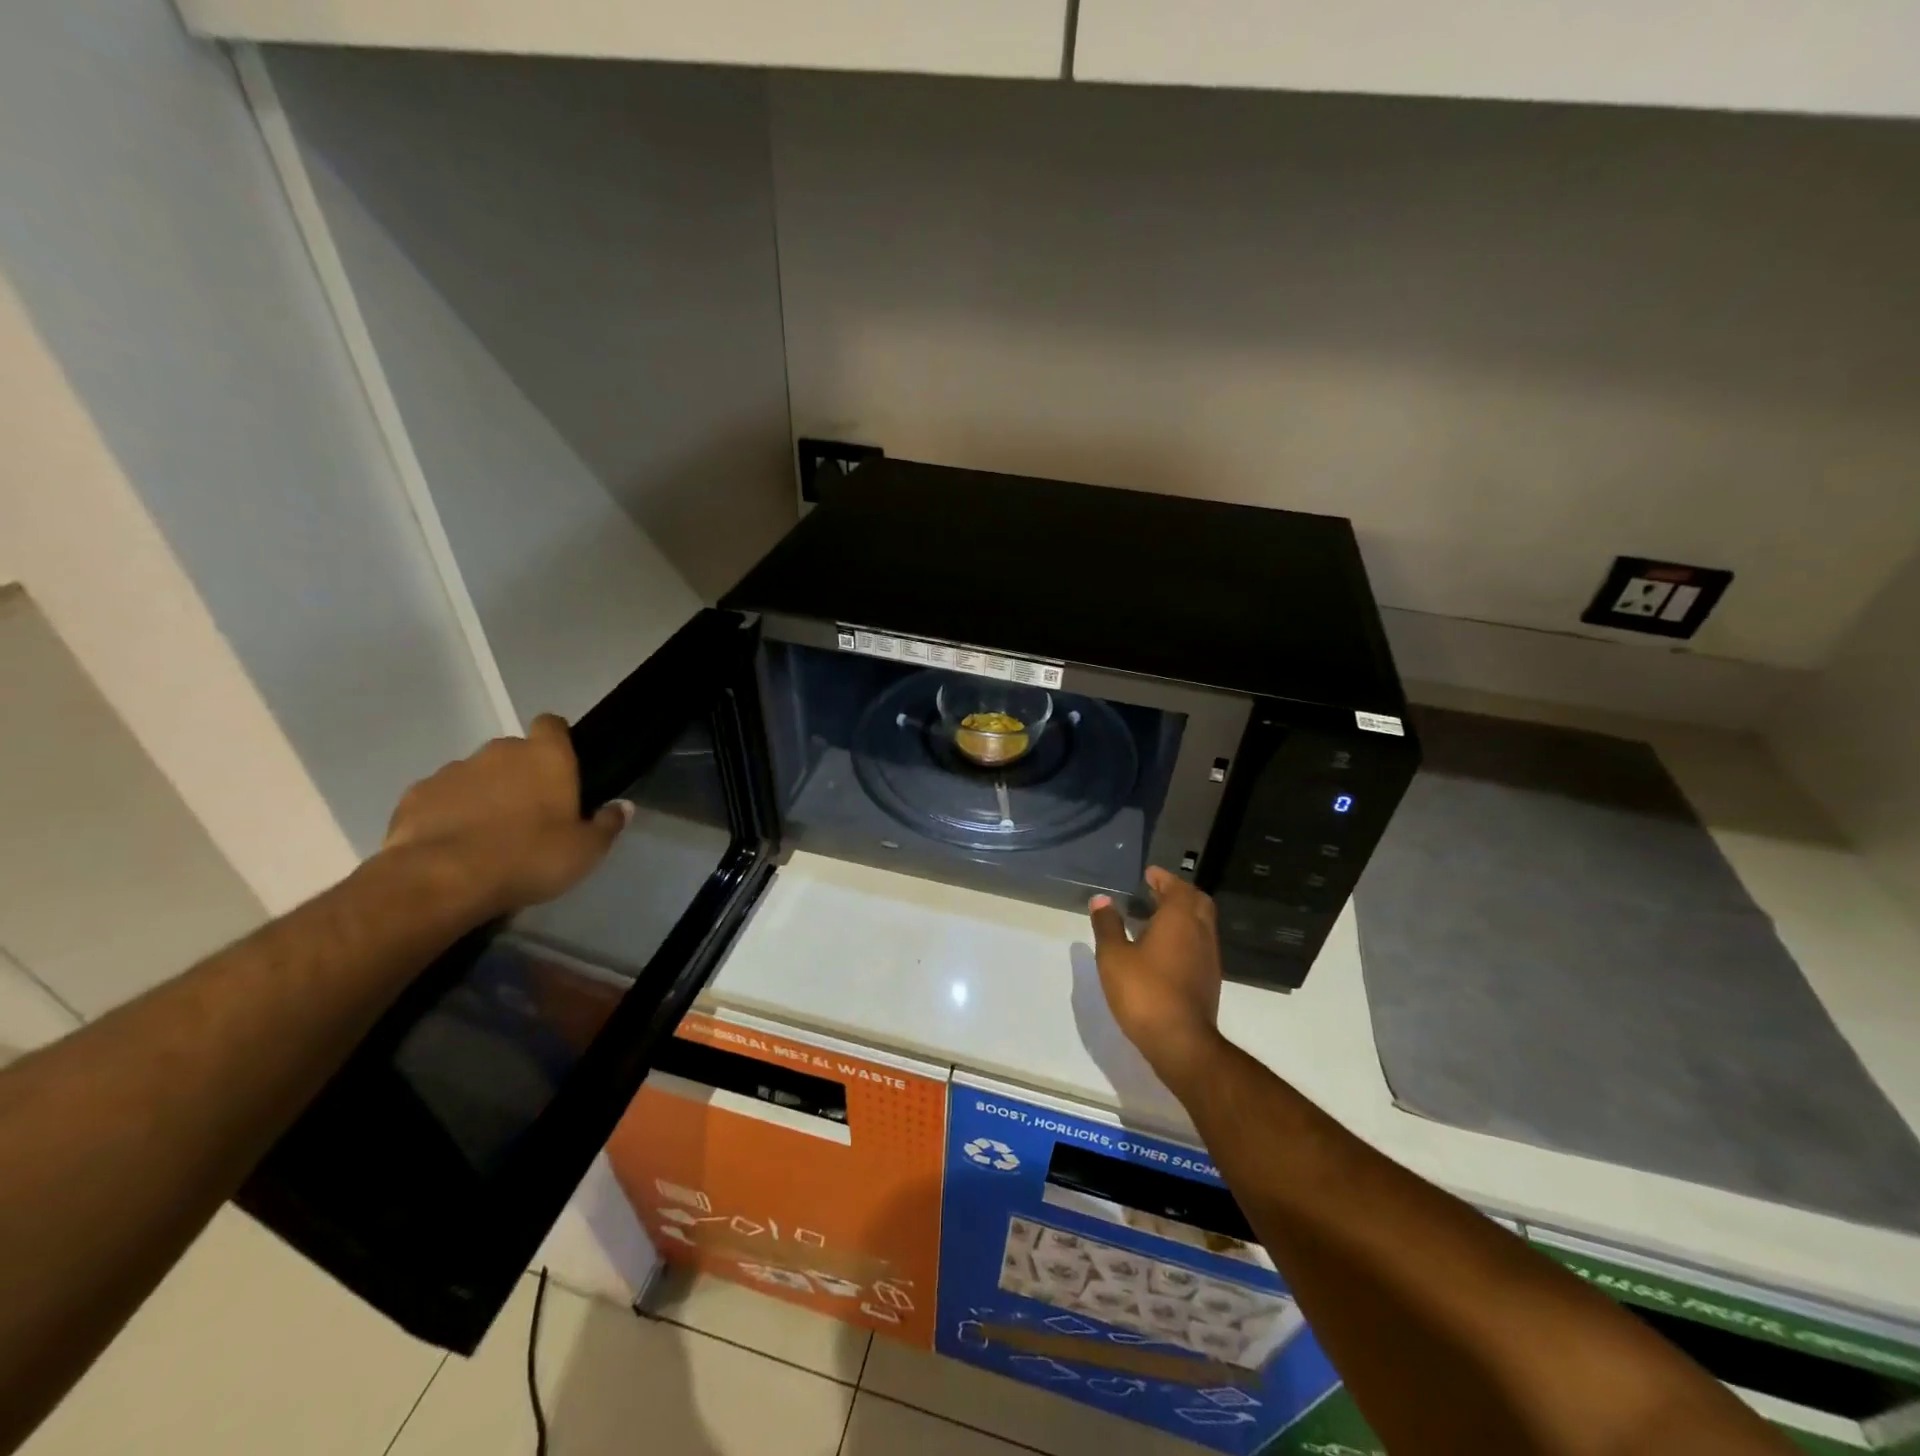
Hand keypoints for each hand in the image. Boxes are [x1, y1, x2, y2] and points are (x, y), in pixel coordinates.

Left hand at [382, 714, 630, 916]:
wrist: (442, 880)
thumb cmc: (530, 857)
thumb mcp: (586, 850)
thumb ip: (607, 824)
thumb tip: (623, 806)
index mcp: (546, 756)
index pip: (553, 725)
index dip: (557, 740)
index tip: (561, 767)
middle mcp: (500, 752)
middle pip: (513, 752)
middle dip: (520, 775)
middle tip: (529, 813)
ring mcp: (452, 771)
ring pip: (475, 775)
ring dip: (483, 794)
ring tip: (487, 835)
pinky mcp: (415, 795)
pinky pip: (439, 798)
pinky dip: (447, 814)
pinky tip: (452, 845)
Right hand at [1088, 867, 1225, 1089]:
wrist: (1181, 1042)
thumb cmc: (1144, 992)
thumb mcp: (1114, 957)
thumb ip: (1108, 926)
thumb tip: (1101, 899)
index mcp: (1180, 919)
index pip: (1178, 888)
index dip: (1164, 879)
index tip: (1150, 874)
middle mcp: (1201, 932)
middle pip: (1197, 902)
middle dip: (1179, 893)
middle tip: (1156, 892)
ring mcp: (1209, 958)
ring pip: (1201, 925)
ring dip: (1183, 916)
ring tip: (1156, 919)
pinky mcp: (1209, 980)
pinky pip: (1199, 945)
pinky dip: (1185, 937)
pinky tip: (1164, 950)